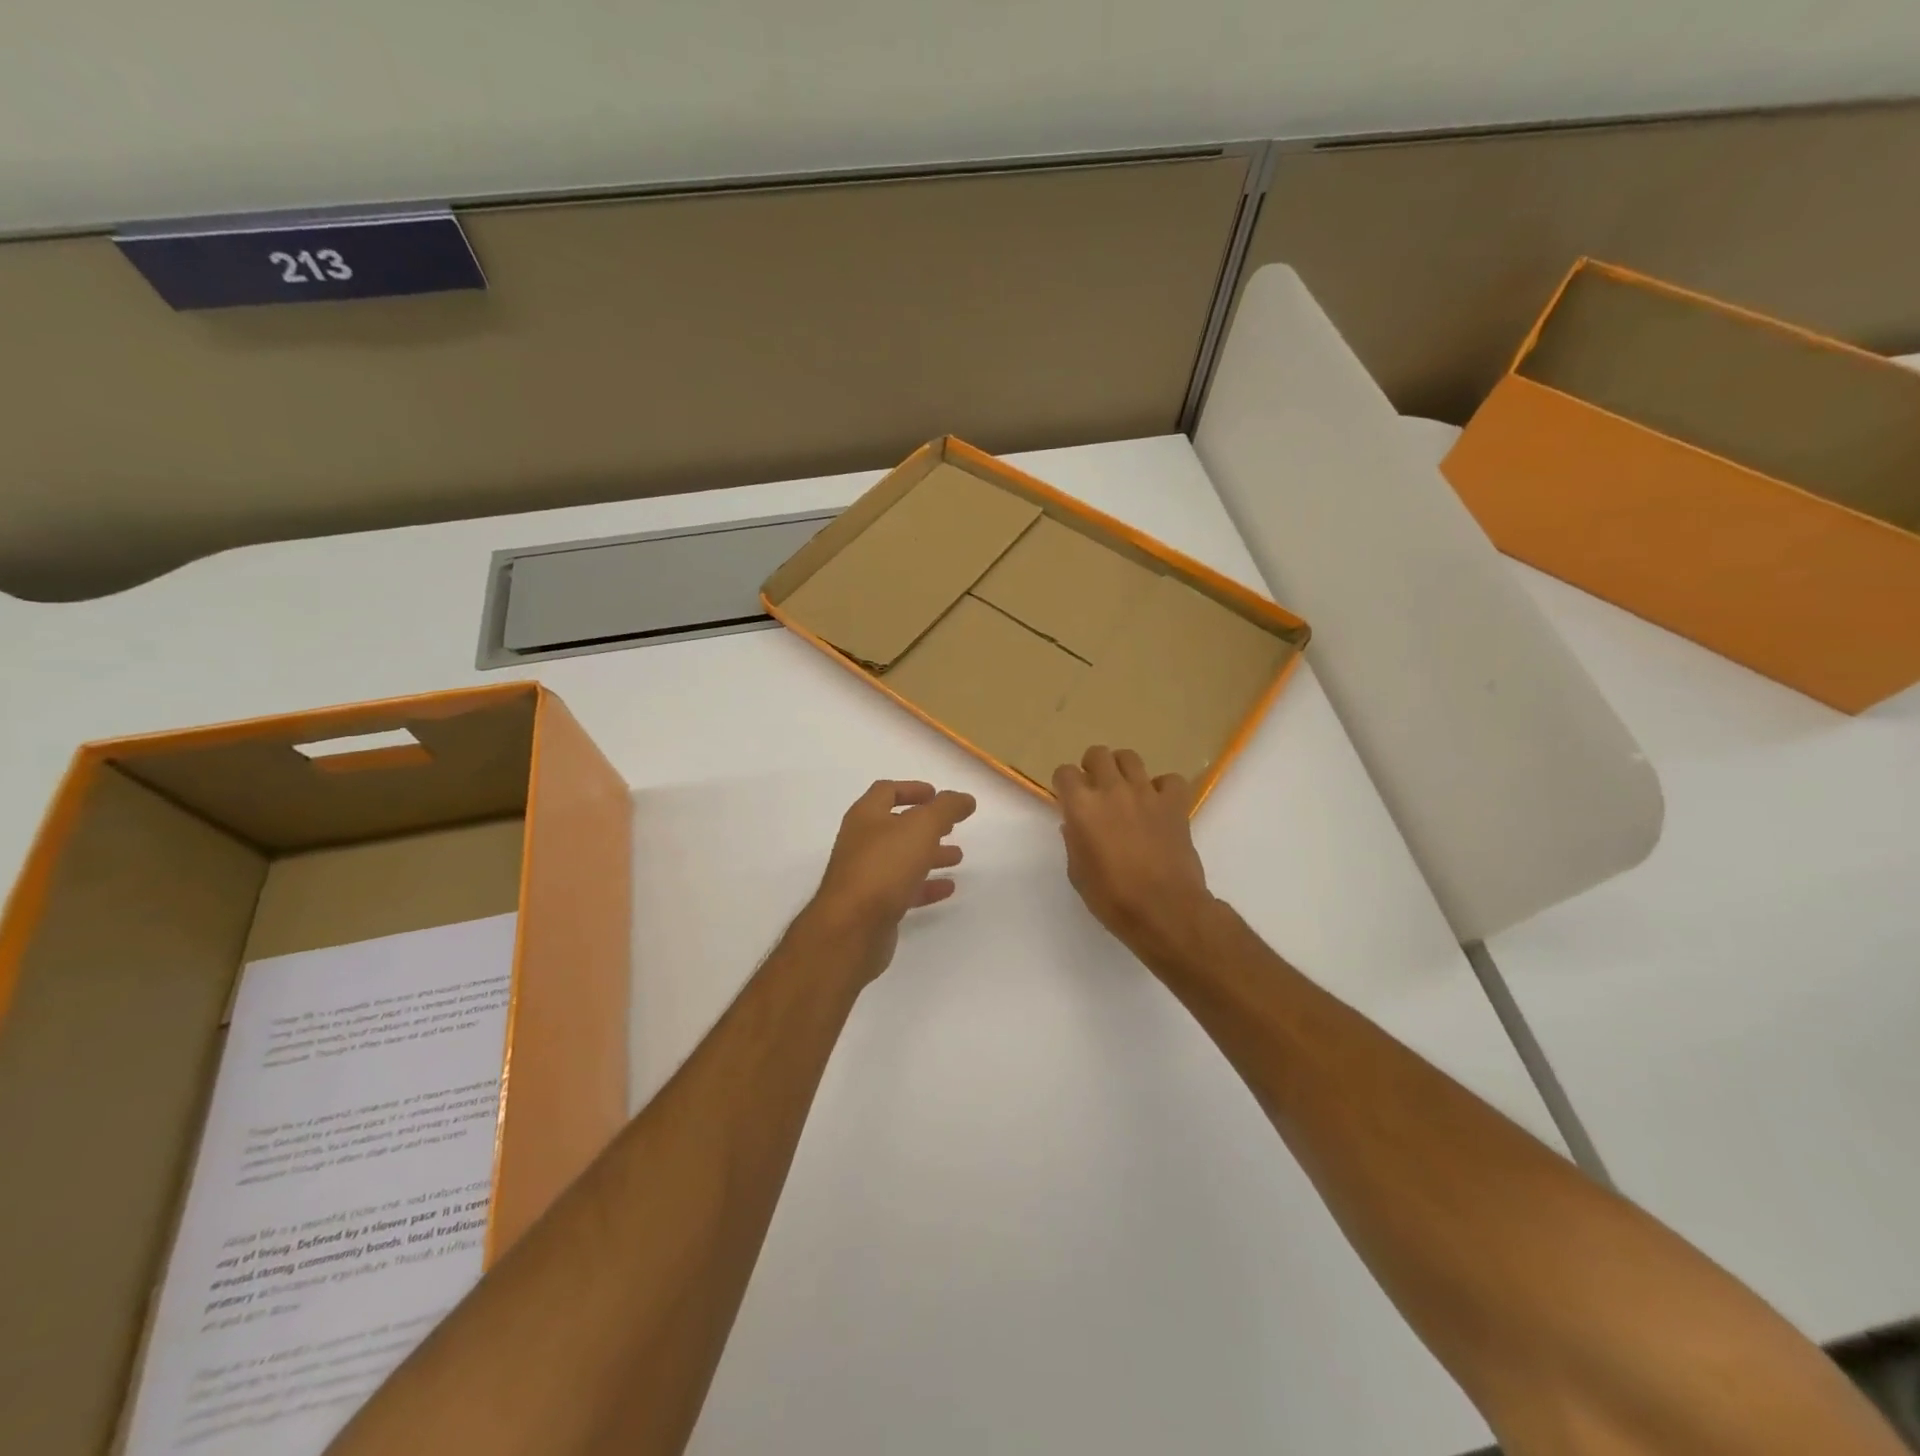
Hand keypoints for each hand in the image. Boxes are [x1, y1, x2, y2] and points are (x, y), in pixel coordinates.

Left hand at [803, 780, 976, 984]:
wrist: (852, 928)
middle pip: (895, 826)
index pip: (886, 791)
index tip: (937, 795)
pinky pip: (903, 889)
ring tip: (957, 856)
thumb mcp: (921, 827)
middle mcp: (861, 842)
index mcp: (866, 816)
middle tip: (951, 826)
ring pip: (902, 858)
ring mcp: (865, 875)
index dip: (912, 789)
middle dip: (925, 825)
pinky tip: (948, 888)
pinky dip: (926, 885)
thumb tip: (964, 798)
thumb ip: (946, 808)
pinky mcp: (873, 906)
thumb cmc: (884, 866)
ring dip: (929, 854)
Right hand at [1054, 746, 1214, 969]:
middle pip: (1098, 755)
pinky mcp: (1175, 804)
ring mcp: (1146, 794)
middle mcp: (1112, 791)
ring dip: (1123, 770)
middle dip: (1092, 767)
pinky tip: (1158, 804)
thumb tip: (1075, 825)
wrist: (1164, 909)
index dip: (1064, 784)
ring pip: (1130, 758)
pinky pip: (1169, 780)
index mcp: (1082, 807)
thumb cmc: (1112, 897)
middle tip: (1095, 788)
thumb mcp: (1078, 873)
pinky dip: (1163, 788)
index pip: (1064, 773)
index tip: (1068, 798)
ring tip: (1125, 790)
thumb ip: (1074, 841)